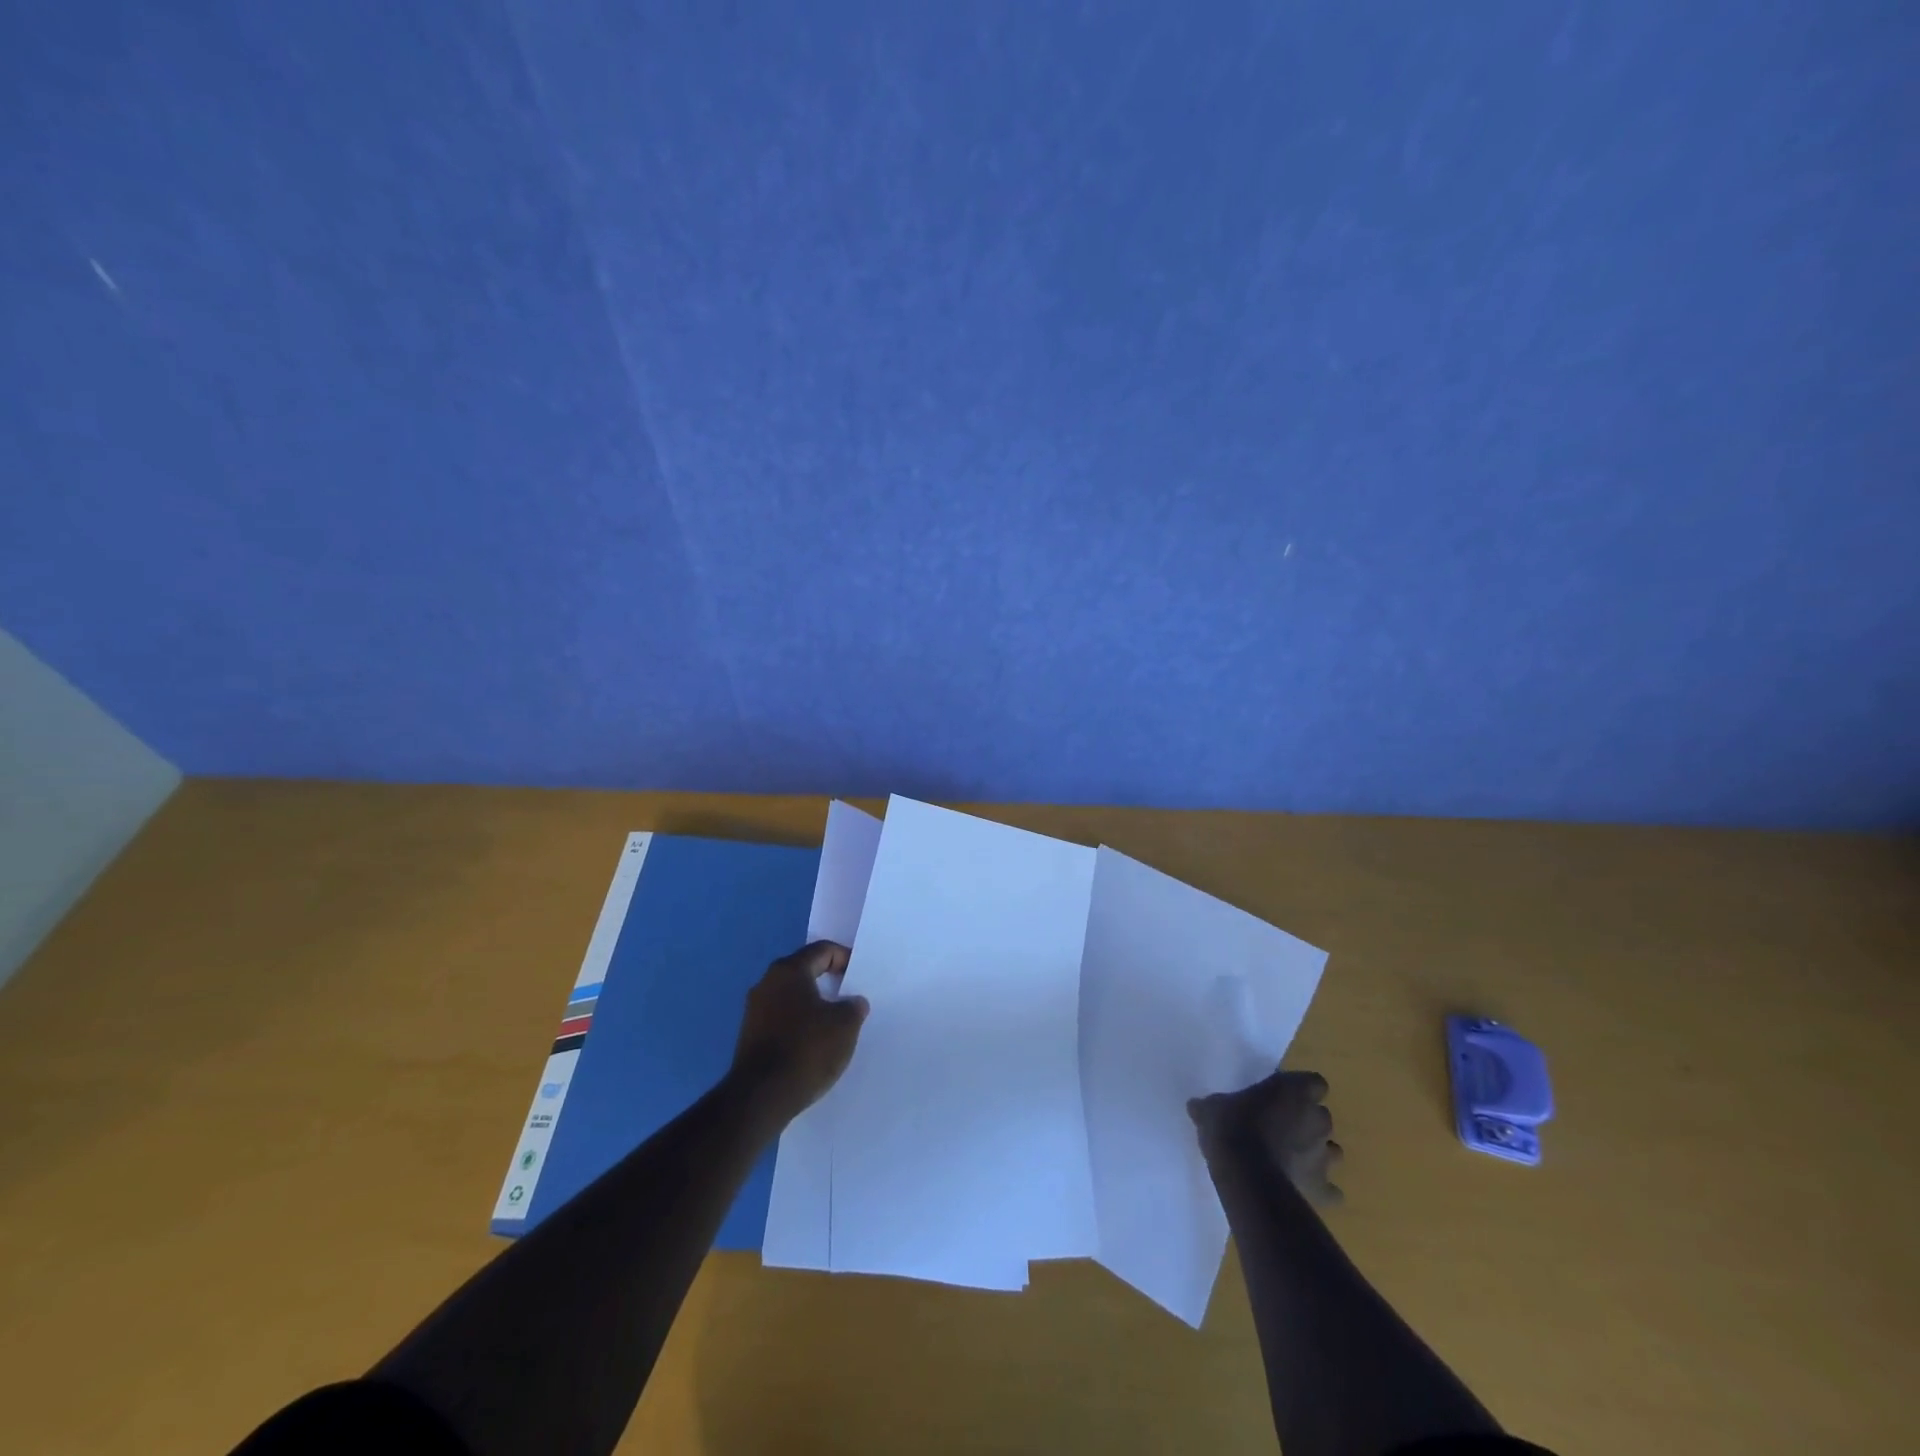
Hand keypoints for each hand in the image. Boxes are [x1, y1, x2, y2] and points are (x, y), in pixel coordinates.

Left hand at [731, 941, 869, 1117]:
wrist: (760, 1097)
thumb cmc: (806, 1049)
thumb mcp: (845, 1025)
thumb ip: (854, 1007)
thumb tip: (852, 1002)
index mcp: (789, 971)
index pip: (822, 951)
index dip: (844, 958)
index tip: (858, 976)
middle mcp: (767, 983)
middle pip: (804, 971)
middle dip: (828, 982)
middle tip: (849, 997)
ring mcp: (754, 1010)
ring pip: (791, 997)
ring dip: (813, 1005)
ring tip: (834, 1023)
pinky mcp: (749, 1036)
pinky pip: (781, 1018)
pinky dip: (799, 1024)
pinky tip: (813, 1043)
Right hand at [1189, 1069, 1344, 1207]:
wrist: (1246, 1174)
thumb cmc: (1231, 1127)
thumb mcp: (1211, 1108)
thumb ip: (1211, 1105)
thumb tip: (1196, 1106)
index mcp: (1293, 1090)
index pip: (1314, 1082)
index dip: (1301, 1089)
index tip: (1283, 1096)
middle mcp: (1316, 1118)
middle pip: (1321, 1116)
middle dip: (1307, 1122)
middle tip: (1282, 1128)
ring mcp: (1323, 1155)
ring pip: (1332, 1151)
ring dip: (1317, 1153)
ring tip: (1292, 1159)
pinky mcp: (1322, 1188)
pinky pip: (1330, 1191)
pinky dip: (1321, 1190)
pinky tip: (1302, 1190)